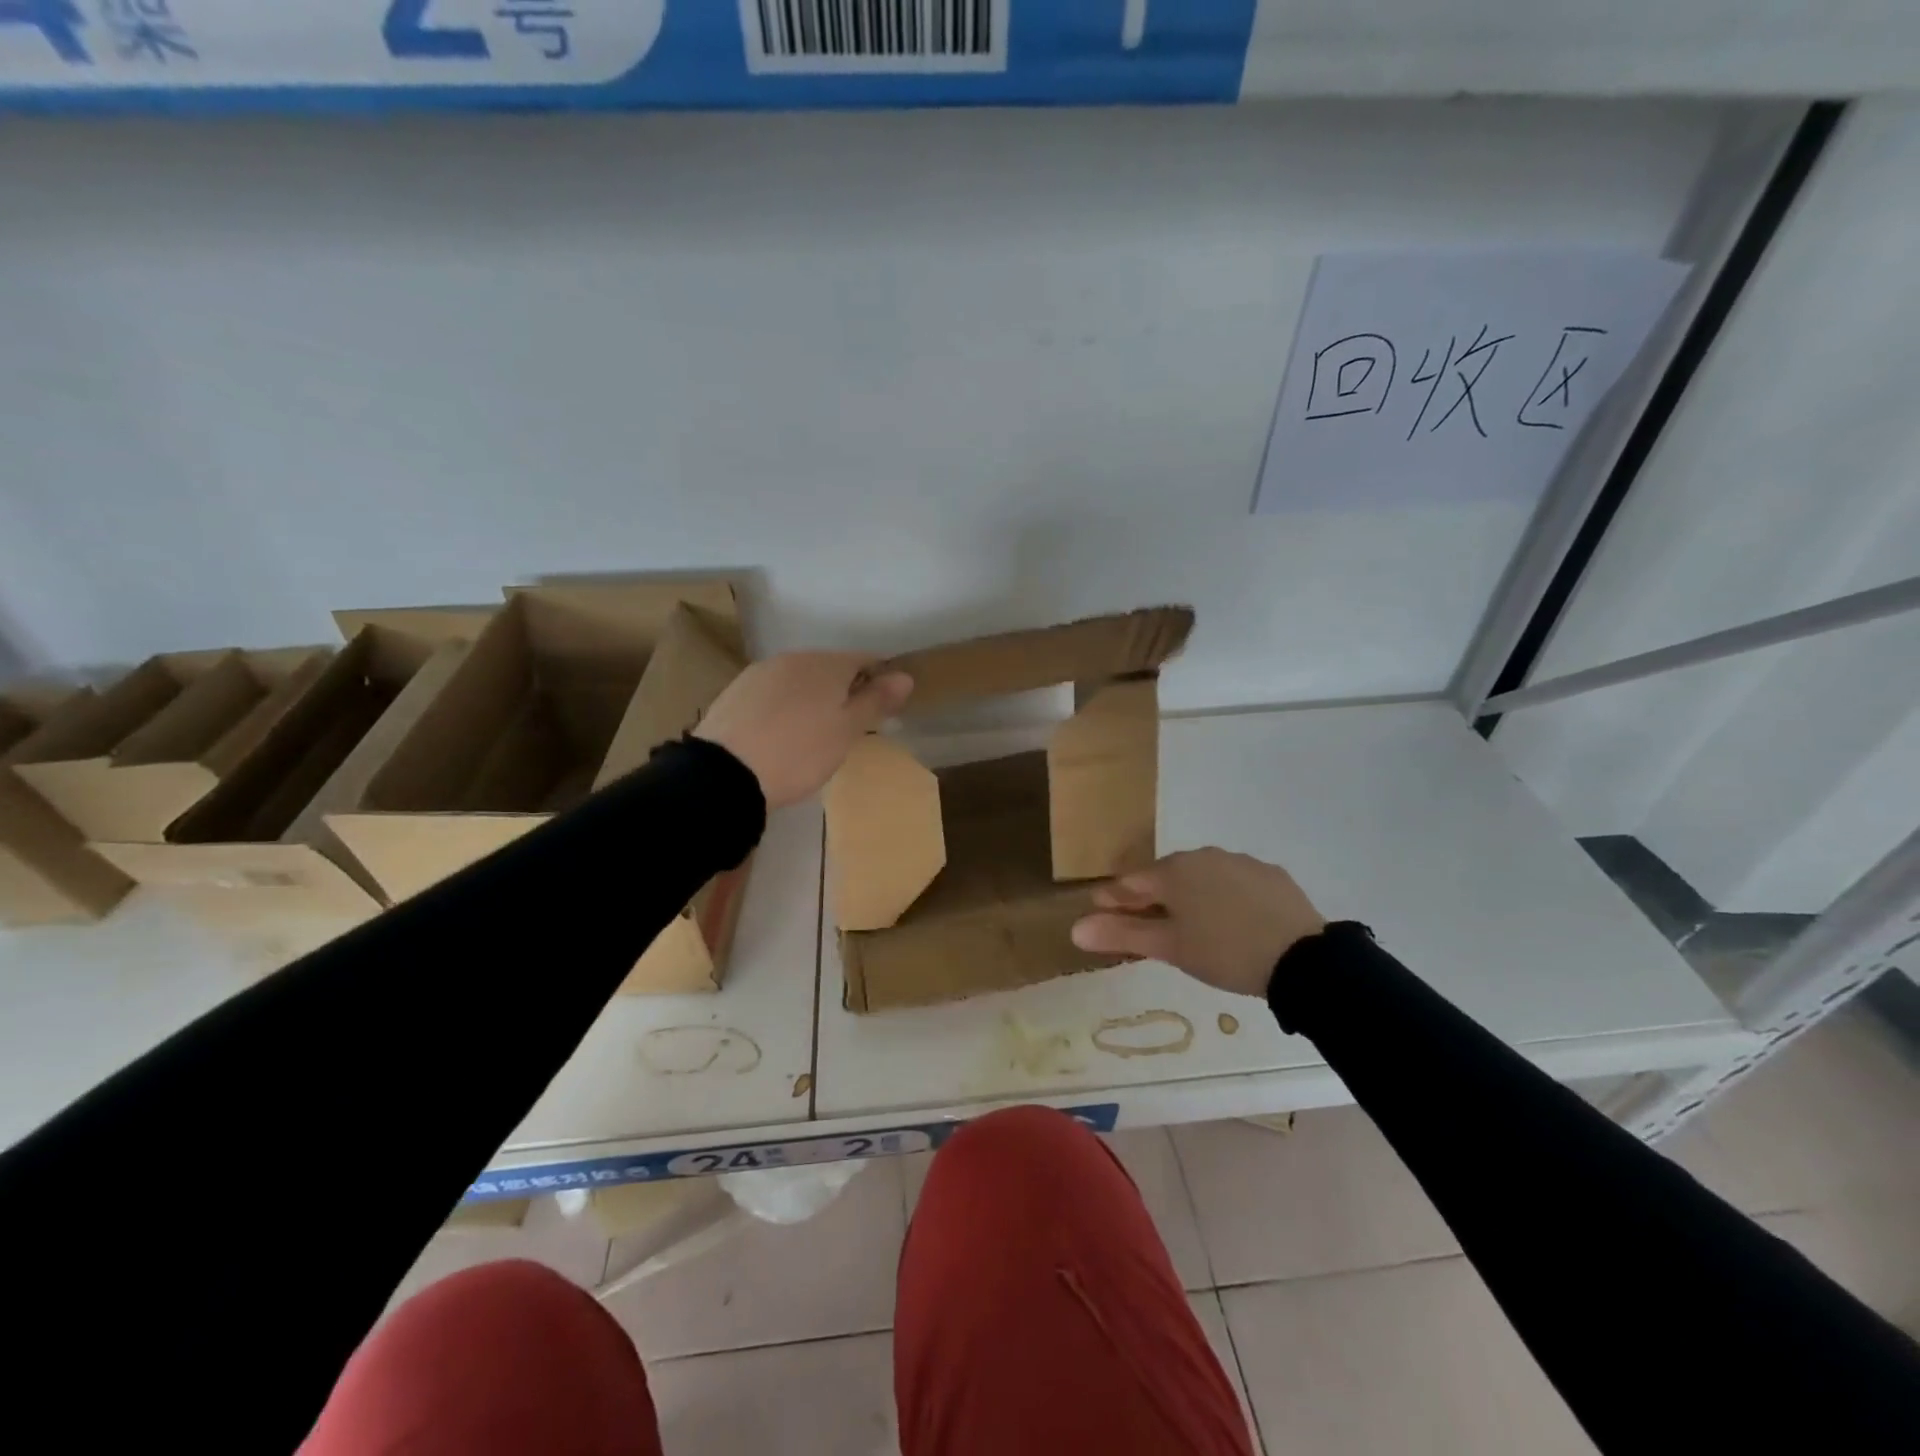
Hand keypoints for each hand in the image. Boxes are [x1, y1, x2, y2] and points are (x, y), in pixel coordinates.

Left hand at [694, 652, 912, 809]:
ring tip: (813, 734)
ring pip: (799, 680)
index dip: (879, 680)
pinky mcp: (735, 692)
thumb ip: (876, 700)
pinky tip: (780, 734)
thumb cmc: (799, 753)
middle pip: (830, 668)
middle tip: (849, 728)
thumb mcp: (847, 731)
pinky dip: (784, 708)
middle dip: (844, 690)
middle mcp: (793, 658)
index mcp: (826, 664)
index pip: (865, 659)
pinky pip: (773, 694)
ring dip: (813, 698)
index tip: (883, 709)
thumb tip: (905, 675)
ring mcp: (760, 673)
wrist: (725, 773)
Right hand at [1070, 848, 1326, 998]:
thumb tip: (1074, 928)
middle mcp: (1204, 856)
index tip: (1099, 910)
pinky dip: (1223, 897)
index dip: (1113, 898)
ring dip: (1188, 895)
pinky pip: (1234, 883)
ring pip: (1202, 877)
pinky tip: (1231, 919)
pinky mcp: (1271, 875)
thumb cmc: (1224, 952)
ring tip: (1188, 923)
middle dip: (1150, 897)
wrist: (1303, 959)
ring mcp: (1240, 862)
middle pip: (1166, 877)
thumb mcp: (1170, 948)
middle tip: (1143, 922)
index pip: (1132, 882)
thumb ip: (1122, 935)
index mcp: (1174, 871)